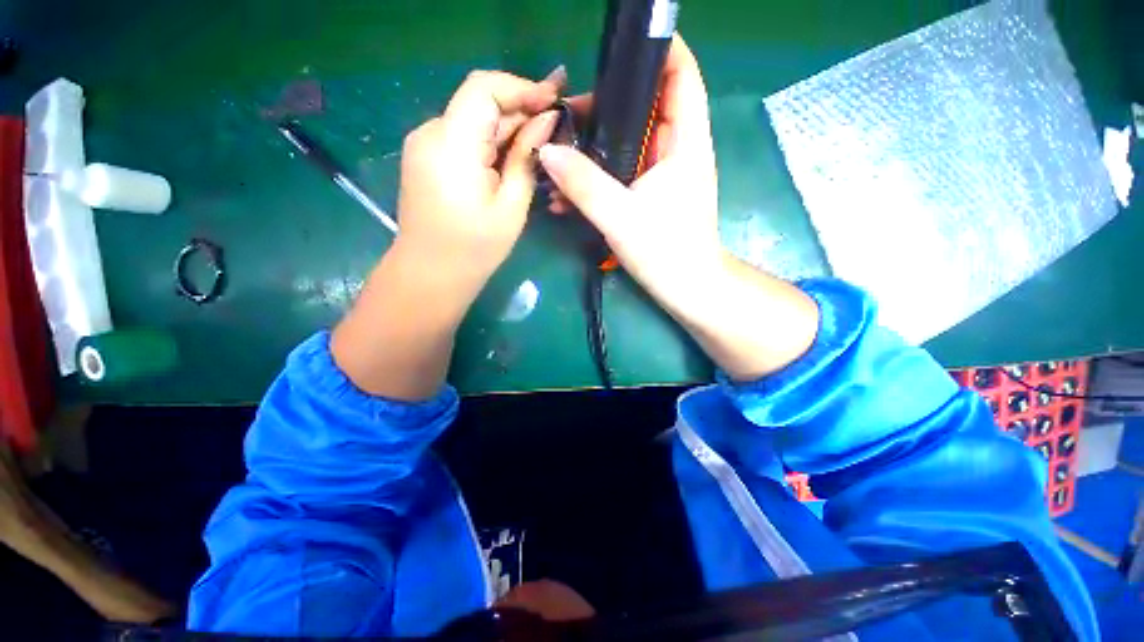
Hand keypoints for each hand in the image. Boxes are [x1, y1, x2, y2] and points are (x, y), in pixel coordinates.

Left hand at [395, 67, 565, 290]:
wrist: (431, 274)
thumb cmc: (475, 249)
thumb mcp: (511, 206)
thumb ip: (527, 158)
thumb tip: (547, 121)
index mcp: (452, 145)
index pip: (484, 88)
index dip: (522, 87)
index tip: (556, 96)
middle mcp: (431, 133)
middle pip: (479, 103)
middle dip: (521, 109)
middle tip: (558, 121)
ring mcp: (424, 145)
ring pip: (473, 120)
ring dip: (508, 127)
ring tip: (542, 141)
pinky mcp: (426, 158)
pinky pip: (463, 137)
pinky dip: (490, 141)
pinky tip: (514, 156)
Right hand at [538, 35, 722, 310]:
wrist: (687, 289)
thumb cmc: (666, 252)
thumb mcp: (619, 216)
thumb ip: (583, 183)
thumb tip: (547, 151)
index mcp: (685, 142)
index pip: (681, 75)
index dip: (659, 51)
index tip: (619, 49)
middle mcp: (678, 150)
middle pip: (645, 106)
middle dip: (604, 107)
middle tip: (565, 120)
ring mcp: (664, 173)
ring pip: (629, 141)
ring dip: (595, 146)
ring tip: (559, 158)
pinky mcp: (652, 194)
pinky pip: (624, 171)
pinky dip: (600, 174)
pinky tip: (571, 192)